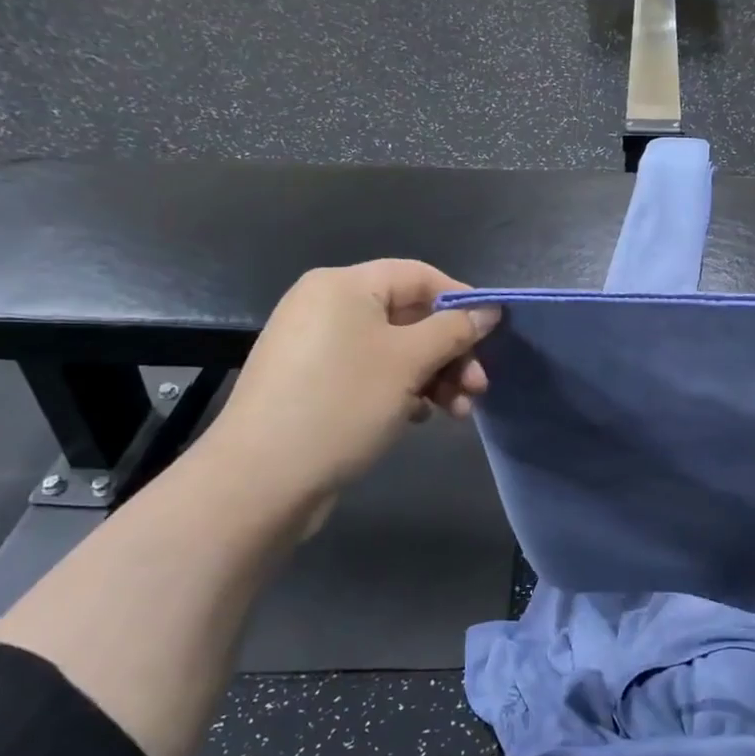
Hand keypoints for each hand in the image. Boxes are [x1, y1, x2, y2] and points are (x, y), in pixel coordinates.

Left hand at [199, 260, 499, 523]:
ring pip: (395, 350)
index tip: (493, 336)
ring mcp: (317, 347)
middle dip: (451, 352)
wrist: (261, 480)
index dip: (461, 301)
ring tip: (459, 413)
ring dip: (434, 376)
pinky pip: (372, 373)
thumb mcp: (409, 362)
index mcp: (344, 286)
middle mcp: (327, 307)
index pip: (419, 276)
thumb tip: (490, 310)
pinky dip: (403, 390)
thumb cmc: (342, 404)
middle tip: (478, 388)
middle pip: (410, 317)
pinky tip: (420, 418)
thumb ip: (455, 330)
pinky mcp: (314, 384)